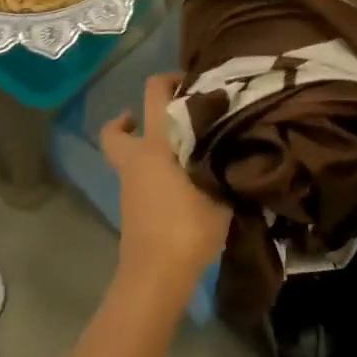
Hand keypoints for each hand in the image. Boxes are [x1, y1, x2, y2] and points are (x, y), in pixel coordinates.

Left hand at [101, 73, 232, 298]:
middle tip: (162, 121)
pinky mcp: (131, 208)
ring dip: (146, 148)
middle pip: (116, 130)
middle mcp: (135, 159)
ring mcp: (129, 185)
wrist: (156, 276)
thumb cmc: (188, 227)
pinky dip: (152, 172)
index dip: (168, 80)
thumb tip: (240, 147)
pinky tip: (182, 182)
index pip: (153, 94)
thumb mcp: (221, 193)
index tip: (191, 84)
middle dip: (133, 118)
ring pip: (127, 155)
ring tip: (184, 152)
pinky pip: (138, 177)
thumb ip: (228, 165)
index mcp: (155, 145)